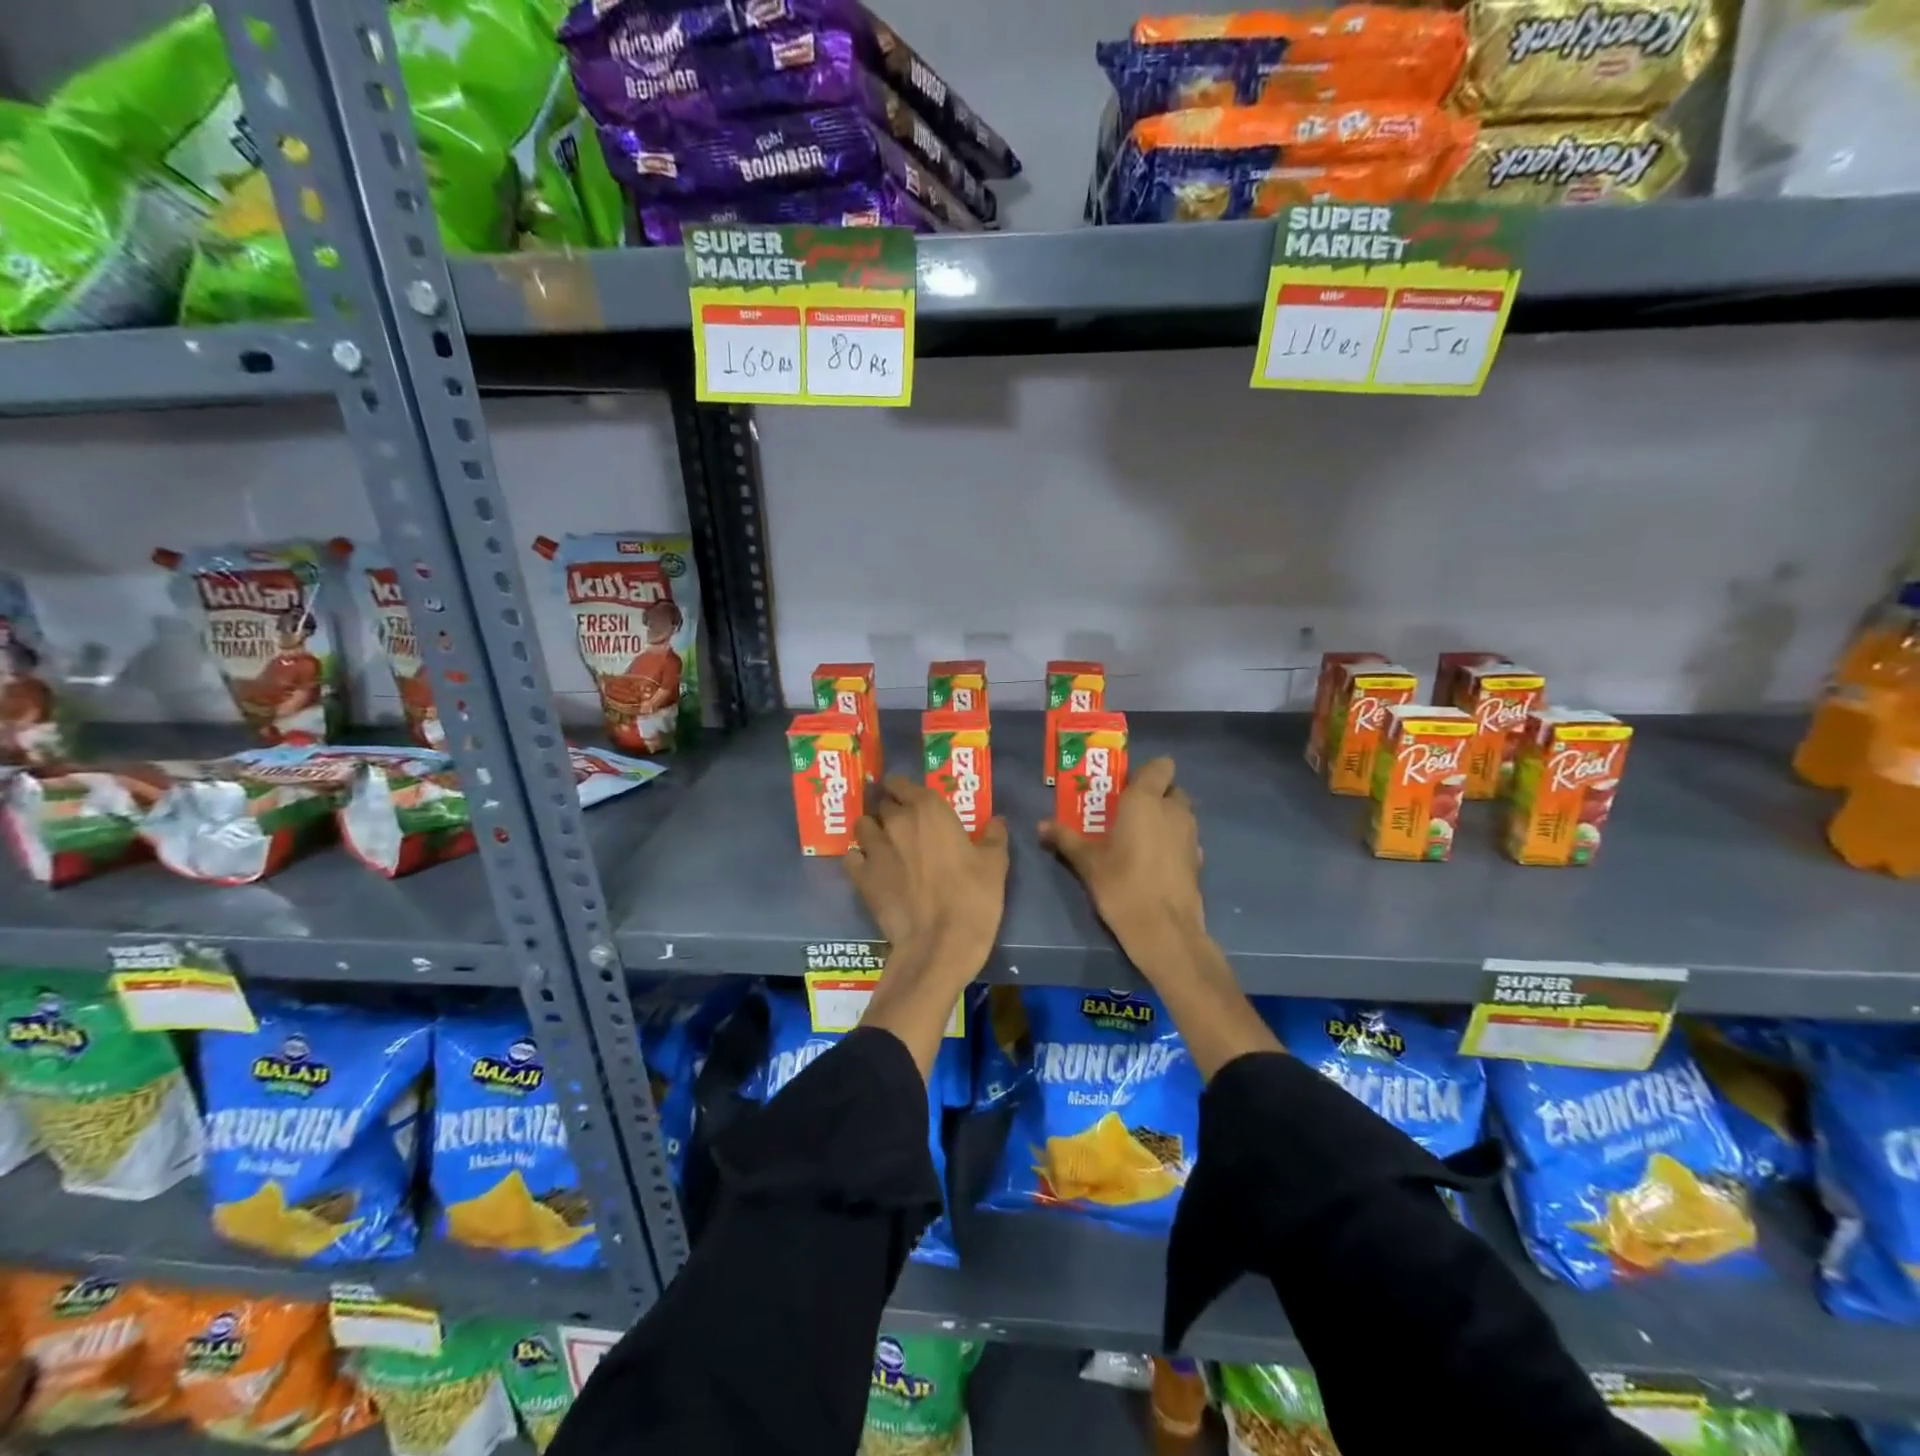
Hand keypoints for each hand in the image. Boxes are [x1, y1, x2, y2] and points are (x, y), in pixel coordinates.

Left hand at [847, 776, 1008, 1077]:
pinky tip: (870, 869)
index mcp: (929, 810)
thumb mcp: (995, 865)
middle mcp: (896, 822)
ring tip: (883, 844)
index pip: (902, 783)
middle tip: (903, 824)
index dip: (902, 788)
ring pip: (862, 827)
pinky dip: (858, 859)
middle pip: (883, 805)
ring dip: (871, 830)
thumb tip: (996, 821)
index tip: (908, 795)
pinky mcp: (861, 878)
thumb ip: (994, 836)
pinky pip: (852, 858)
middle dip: (890, 810)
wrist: (939, 945)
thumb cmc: (973, 898)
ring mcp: (874, 850)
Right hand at [1041, 756, 1203, 963]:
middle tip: (1127, 813)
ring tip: (1138, 839)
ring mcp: (1191, 835)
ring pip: (1181, 813)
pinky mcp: (1199, 859)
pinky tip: (1154, 863)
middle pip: (1171, 789)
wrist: (1165, 930)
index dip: (1145, 773)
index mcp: (1146, 800)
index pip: (1161, 765)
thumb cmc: (1122, 885)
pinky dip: (1173, 842)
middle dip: (1154, 795)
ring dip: (1165, 818)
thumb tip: (1040, 825)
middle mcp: (1174, 810)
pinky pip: (1185, 838)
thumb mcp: (1087, 862)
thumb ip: (1065, 838)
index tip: (1125, 789)